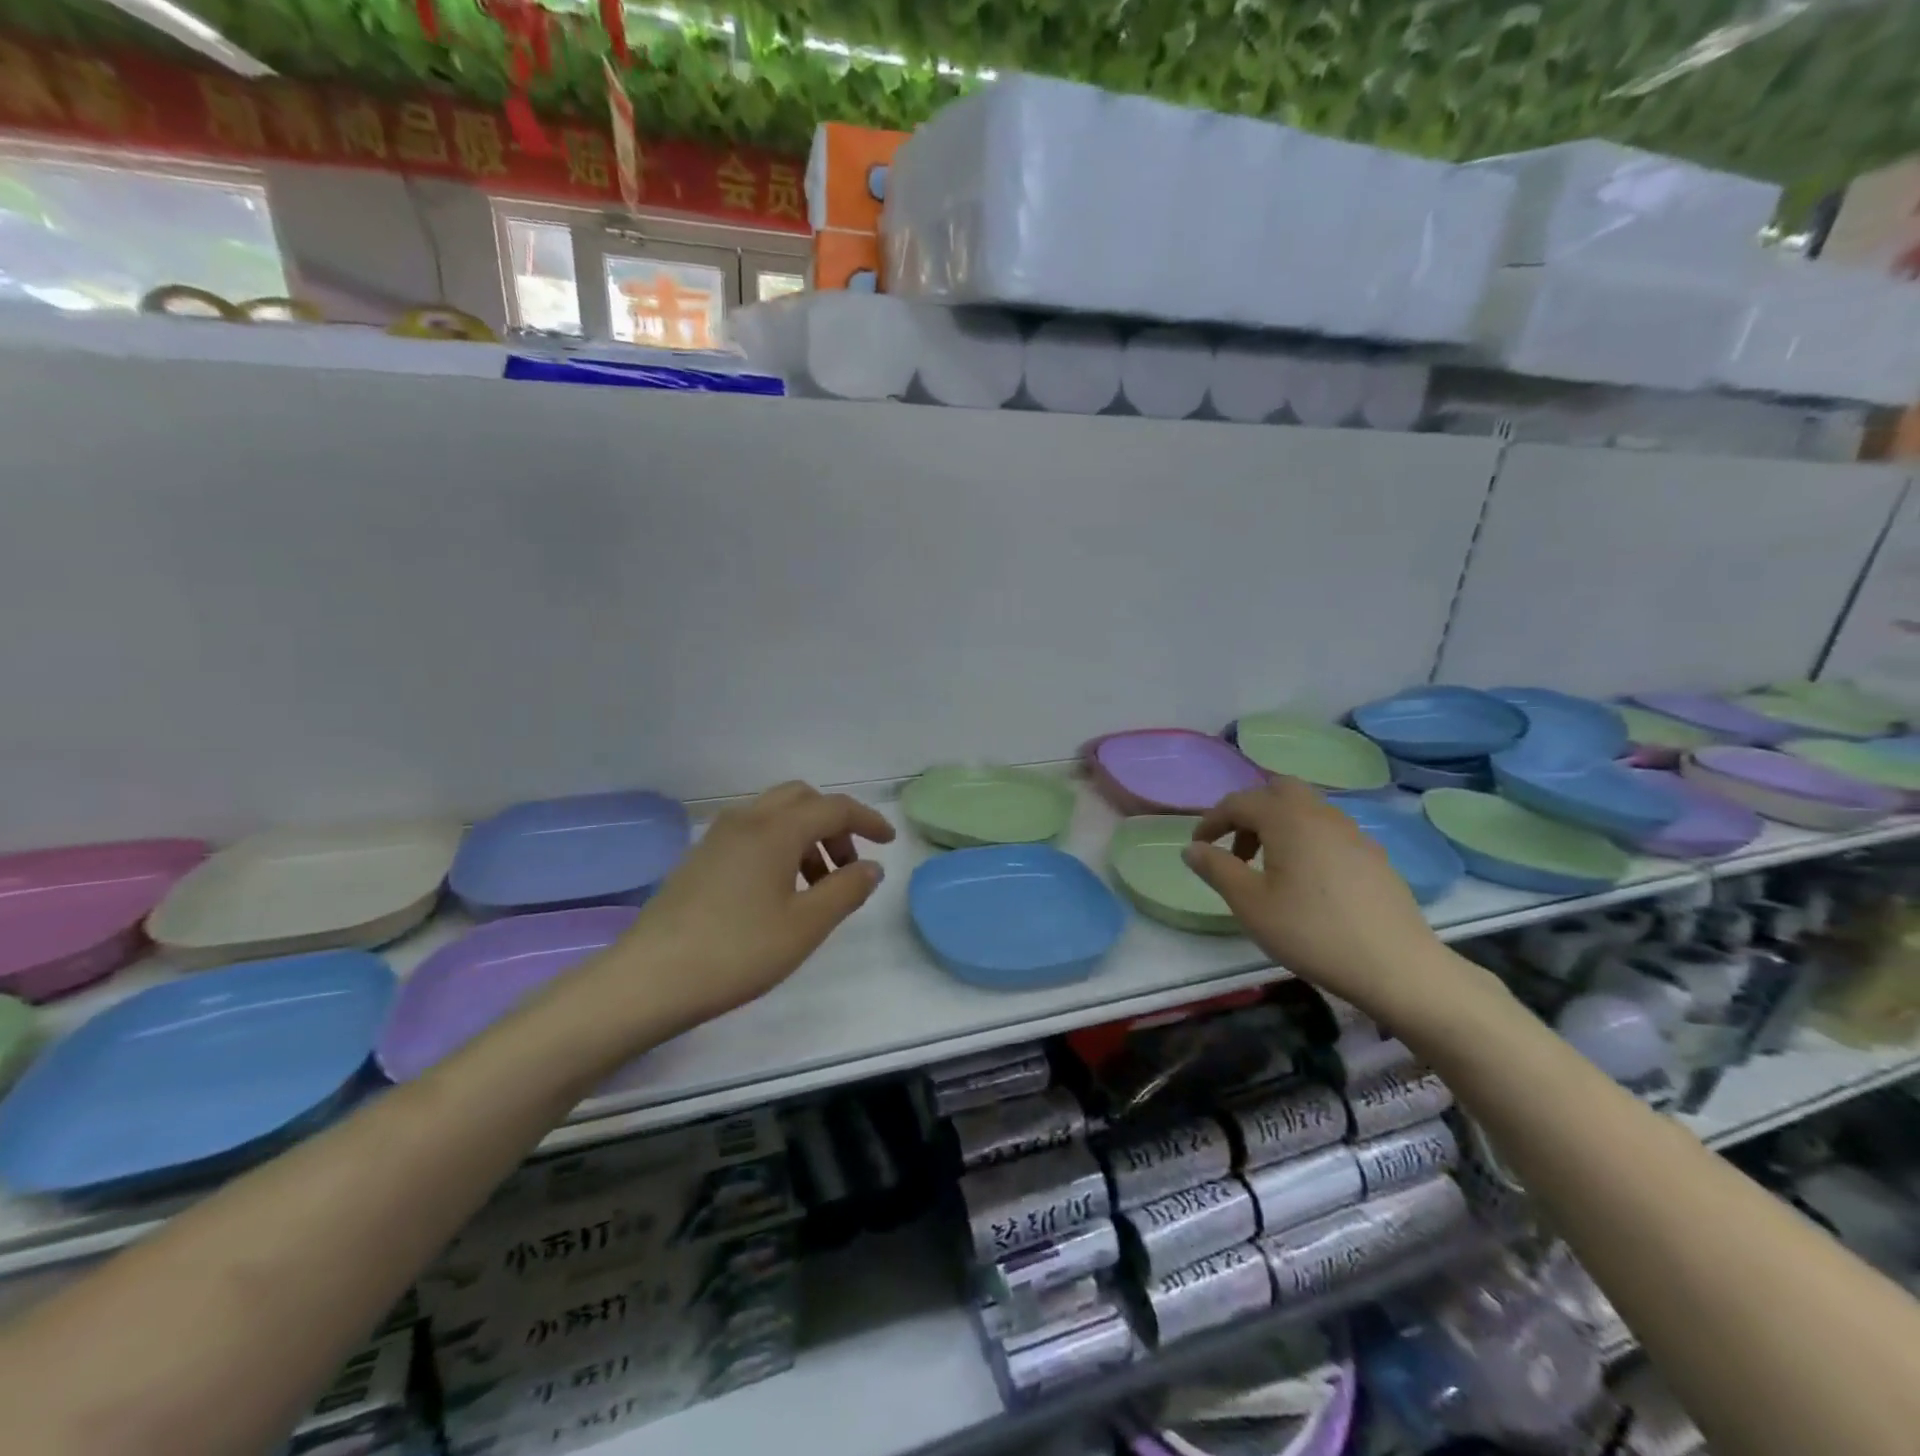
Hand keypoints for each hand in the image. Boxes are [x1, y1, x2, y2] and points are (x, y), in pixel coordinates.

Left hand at [590, 781, 894, 1032]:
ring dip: (805, 838)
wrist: (649, 979)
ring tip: (816, 888)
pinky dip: (778, 848)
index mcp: (776, 829)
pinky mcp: (699, 859)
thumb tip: (870, 867)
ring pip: (775, 816)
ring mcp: (717, 838)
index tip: (888, 842)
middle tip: (848, 866)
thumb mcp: (805, 926)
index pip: (833, 808)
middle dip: (833, 825)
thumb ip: (846, 890)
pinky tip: (778, 893)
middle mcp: (746, 820)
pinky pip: (752, 834)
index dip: (867, 820)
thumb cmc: (737, 951)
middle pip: (802, 799)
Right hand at [1183, 778, 1458, 1026]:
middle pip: (1278, 790)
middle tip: (1237, 848)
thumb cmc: (1312, 932)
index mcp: (1287, 818)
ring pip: (1306, 809)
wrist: (1397, 967)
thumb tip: (1191, 848)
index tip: (1197, 847)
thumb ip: (1217, 869)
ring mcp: (1353, 833)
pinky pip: (1328, 831)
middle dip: (1250, 812)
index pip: (1239, 802)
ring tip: (1267, 868)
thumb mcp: (1250, 904)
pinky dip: (1305, 840)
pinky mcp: (1373, 856)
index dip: (1212, 820)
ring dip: (1278, 825)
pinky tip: (1306, 882)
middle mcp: (1321, 814)